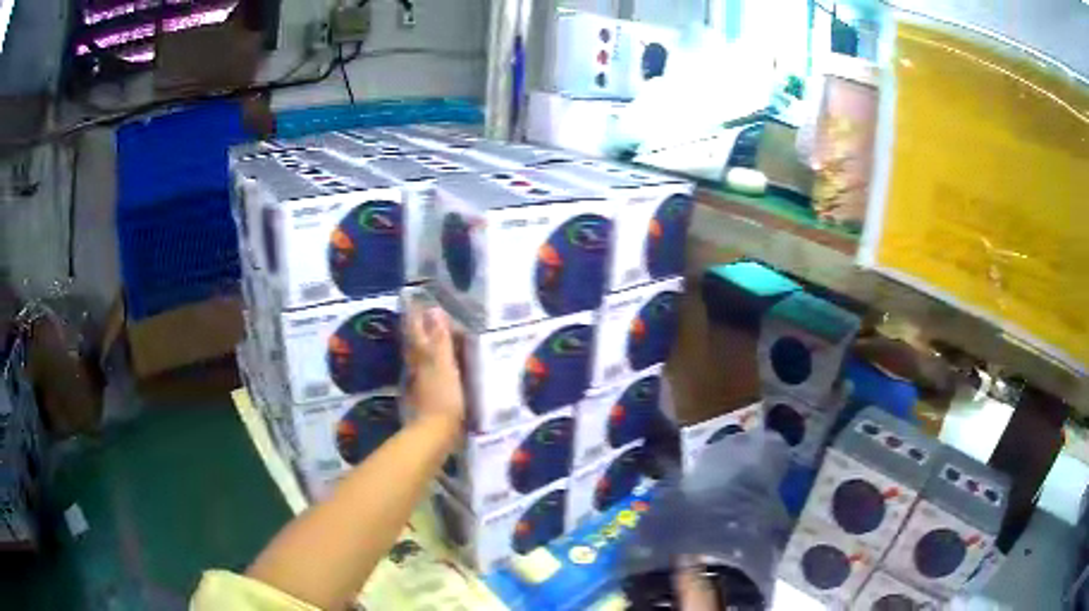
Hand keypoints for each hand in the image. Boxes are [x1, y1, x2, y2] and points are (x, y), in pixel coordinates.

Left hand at [403, 305, 464, 439]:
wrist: (434, 435)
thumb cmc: (443, 398)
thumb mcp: (445, 366)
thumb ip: (440, 340)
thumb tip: (433, 311)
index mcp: (421, 357)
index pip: (415, 330)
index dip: (415, 316)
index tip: (416, 300)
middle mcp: (415, 368)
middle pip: (413, 344)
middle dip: (416, 329)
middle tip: (422, 315)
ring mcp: (418, 385)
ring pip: (417, 359)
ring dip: (422, 346)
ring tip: (432, 337)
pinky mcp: (424, 399)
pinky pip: (424, 375)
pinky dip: (429, 366)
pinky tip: (436, 369)